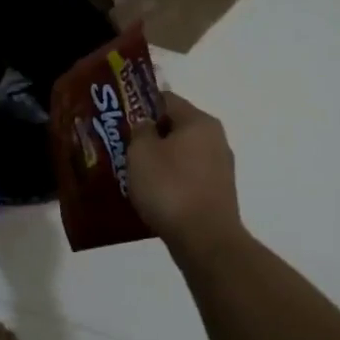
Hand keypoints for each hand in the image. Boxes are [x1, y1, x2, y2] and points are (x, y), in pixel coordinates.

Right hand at [128, 92, 242, 251]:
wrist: (205, 240)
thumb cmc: (169, 188)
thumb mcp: (141, 152)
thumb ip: (140, 130)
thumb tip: (147, 126)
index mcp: (199, 121)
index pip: (166, 99)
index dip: (140, 106)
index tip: (120, 120)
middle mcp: (215, 139)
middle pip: (176, 127)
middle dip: (150, 136)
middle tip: (123, 148)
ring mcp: (220, 168)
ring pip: (182, 154)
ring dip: (160, 160)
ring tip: (134, 174)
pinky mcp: (218, 193)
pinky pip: (188, 177)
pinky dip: (171, 181)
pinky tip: (154, 195)